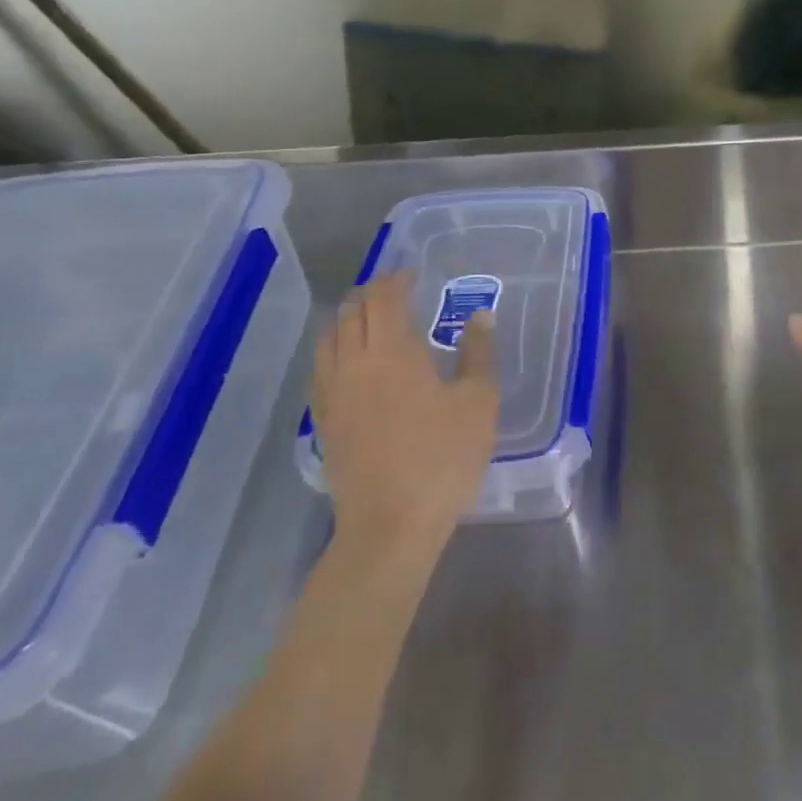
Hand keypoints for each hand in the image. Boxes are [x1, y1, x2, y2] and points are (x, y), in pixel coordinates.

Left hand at [312, 271, 500, 558]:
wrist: (389, 527)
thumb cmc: (442, 459)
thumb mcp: (477, 403)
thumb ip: (478, 354)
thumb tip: (480, 316)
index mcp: (393, 351)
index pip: (385, 298)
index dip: (397, 279)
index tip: (413, 273)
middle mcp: (355, 362)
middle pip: (352, 311)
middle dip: (372, 293)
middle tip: (395, 291)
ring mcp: (334, 393)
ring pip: (330, 337)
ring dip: (348, 317)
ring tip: (369, 318)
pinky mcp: (324, 422)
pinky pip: (321, 368)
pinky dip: (334, 349)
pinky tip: (349, 362)